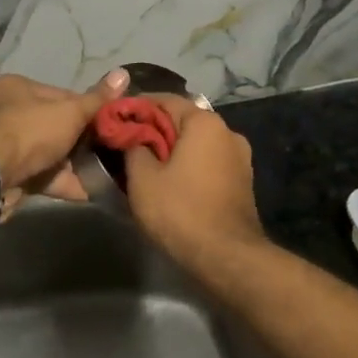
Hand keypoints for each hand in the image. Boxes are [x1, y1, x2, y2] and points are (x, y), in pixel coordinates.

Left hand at [0, 68, 130, 210]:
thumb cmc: (31, 131)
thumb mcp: (70, 111)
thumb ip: (97, 99)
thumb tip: (124, 73)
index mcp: (20, 88)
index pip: (64, 95)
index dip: (89, 109)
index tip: (111, 124)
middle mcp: (11, 113)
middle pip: (57, 125)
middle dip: (84, 141)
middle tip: (113, 151)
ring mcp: (9, 147)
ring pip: (51, 153)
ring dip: (76, 165)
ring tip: (109, 173)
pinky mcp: (11, 175)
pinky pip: (45, 176)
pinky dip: (66, 183)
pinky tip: (92, 191)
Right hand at [122, 98, 265, 266]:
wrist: (228, 258)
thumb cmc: (181, 211)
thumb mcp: (143, 179)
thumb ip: (133, 148)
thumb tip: (132, 137)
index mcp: (204, 122)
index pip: (164, 100)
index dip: (136, 108)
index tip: (115, 120)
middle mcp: (227, 131)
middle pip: (182, 121)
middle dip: (154, 131)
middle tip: (126, 145)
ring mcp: (239, 157)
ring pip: (196, 143)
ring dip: (172, 150)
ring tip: (146, 166)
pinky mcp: (242, 181)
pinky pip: (208, 162)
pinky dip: (189, 166)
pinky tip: (171, 183)